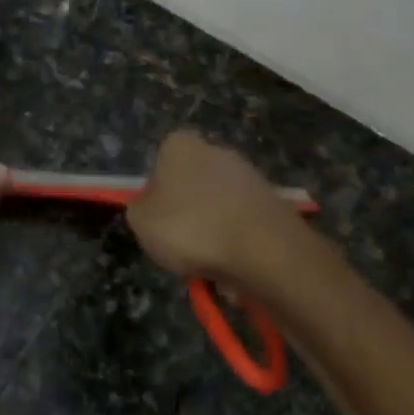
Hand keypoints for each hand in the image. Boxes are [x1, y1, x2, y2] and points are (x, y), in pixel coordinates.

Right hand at [127, 130, 298, 283]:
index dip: (156, 194)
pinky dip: (236, 246)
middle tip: (180, 247)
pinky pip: (242, 227)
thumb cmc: (189, 228)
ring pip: (218, 209)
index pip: (160, 163)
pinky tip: (233, 268)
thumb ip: (140, 208)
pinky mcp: (273, 202)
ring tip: (208, 266)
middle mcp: (217, 151)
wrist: (262, 249)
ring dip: (212, 235)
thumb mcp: (140, 221)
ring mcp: (249, 176)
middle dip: (187, 215)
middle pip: (192, 186)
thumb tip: (152, 206)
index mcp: (180, 145)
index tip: (157, 222)